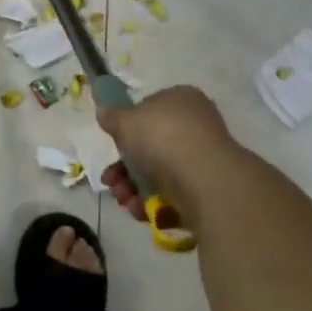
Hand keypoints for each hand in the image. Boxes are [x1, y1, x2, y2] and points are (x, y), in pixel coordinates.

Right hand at [97, 85, 238, 229]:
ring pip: (159, 174)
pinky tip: (139, 210)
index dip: (128, 127)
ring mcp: (202, 160)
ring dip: (132, 188)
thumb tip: (104, 113)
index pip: (150, 109)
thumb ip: (112, 117)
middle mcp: (195, 127)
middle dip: (124, 168)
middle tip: (110, 180)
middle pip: (151, 147)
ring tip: (122, 199)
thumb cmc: (161, 137)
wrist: (202, 178)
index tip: (113, 143)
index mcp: (180, 100)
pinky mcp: (206, 190)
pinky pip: (173, 195)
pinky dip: (153, 204)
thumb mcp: (124, 120)